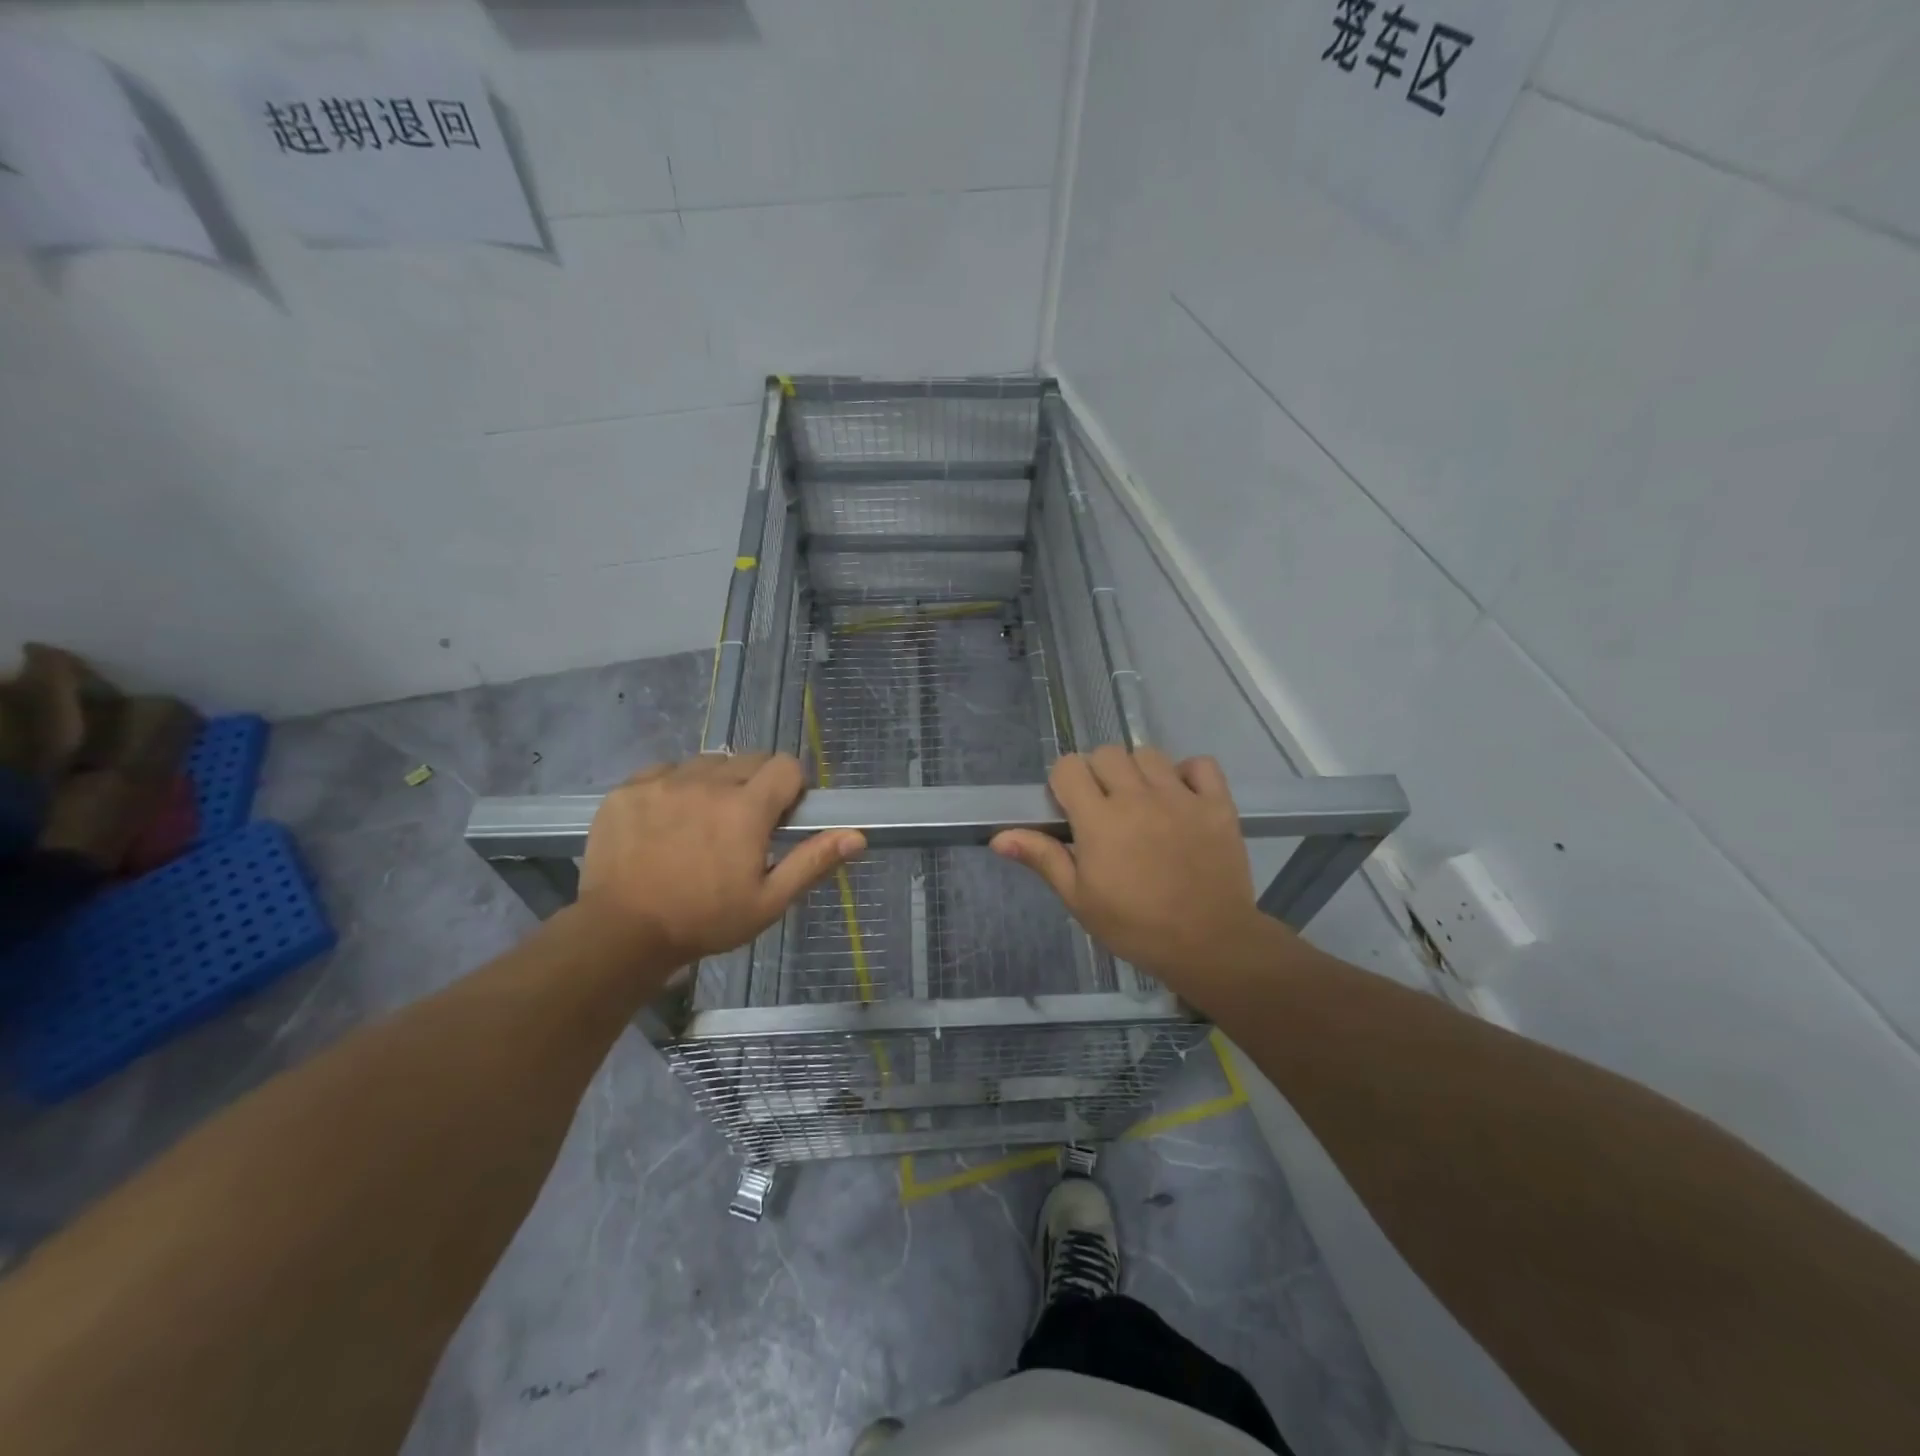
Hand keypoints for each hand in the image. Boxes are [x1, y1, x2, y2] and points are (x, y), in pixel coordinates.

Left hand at [578, 754, 863, 963]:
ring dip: (715, 783)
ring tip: (703, 821)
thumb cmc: (704, 920)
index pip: (785, 765)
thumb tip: (857, 836)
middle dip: (756, 784)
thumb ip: (812, 861)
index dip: (791, 786)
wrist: (621, 932)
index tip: (782, 815)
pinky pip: (663, 771)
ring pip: (706, 763)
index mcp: (746, 808)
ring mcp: (663, 782)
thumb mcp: (768, 901)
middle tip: (743, 824)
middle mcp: (707, 783)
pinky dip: (673, 787)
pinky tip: (666, 821)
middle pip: (748, 759)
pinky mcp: (628, 789)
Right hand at [991, 746, 1273, 985]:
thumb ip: (1043, 858)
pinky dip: (1188, 773)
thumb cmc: (1135, 926)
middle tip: (1104, 806)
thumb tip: (999, 837)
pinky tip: (1181, 797)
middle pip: (1107, 753)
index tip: (1070, 807)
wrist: (1209, 944)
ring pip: (1148, 754)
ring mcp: (1180, 797)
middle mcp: (1137, 797)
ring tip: (1141, 802)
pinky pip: (1200, 764)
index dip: (1063, 782)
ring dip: (1138, 771)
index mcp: (1099, 820)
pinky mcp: (1216, 804)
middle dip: (1098, 773)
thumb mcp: (1080, 899)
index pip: (1068, 767)